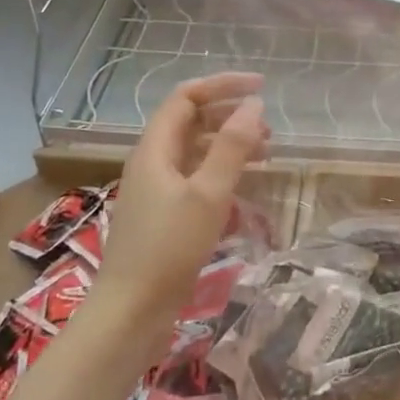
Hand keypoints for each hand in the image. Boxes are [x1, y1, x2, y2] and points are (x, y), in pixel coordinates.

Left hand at [94, 72, 269, 329]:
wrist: (131, 313)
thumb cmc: (168, 248)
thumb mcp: (208, 194)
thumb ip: (232, 147)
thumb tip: (254, 104)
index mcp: (155, 149)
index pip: (187, 97)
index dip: (223, 86)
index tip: (261, 88)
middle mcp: (153, 162)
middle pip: (192, 121)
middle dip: (230, 116)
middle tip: (268, 129)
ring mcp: (158, 189)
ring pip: (197, 151)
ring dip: (230, 144)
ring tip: (266, 154)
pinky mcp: (165, 214)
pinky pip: (197, 177)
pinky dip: (223, 172)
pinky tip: (245, 186)